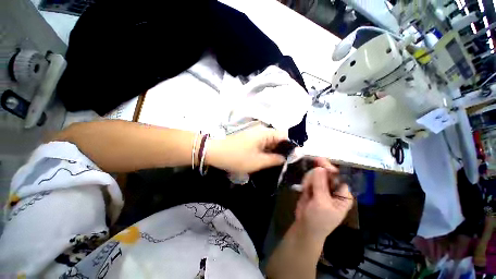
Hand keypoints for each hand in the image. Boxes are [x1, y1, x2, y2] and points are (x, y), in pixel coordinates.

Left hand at [206, 125, 287, 172]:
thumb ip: (275, 159)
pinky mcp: (250, 139)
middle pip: (278, 138)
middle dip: (283, 150)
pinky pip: (263, 143)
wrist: (215, 153)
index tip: (294, 157)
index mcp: (265, 133)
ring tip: (278, 163)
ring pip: (270, 142)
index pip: (285, 135)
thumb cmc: (237, 157)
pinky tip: (267, 160)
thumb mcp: (258, 162)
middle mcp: (262, 131)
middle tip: (286, 163)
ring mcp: (255, 134)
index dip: (291, 145)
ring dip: (274, 151)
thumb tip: (286, 158)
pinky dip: (266, 151)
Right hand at [293, 162, 352, 241]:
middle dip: (316, 175)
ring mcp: (322, 186)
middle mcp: (334, 188)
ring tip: (306, 191)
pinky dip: (305, 181)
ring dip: (309, 180)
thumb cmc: (319, 220)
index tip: (319, 161)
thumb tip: (320, 167)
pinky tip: (304, 190)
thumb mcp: (321, 203)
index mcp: (343, 194)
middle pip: (326, 172)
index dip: (330, 168)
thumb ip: (320, 185)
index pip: (339, 176)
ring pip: (316, 173)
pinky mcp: (313, 186)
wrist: (305, 227)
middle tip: (309, 179)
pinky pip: (309, 177)